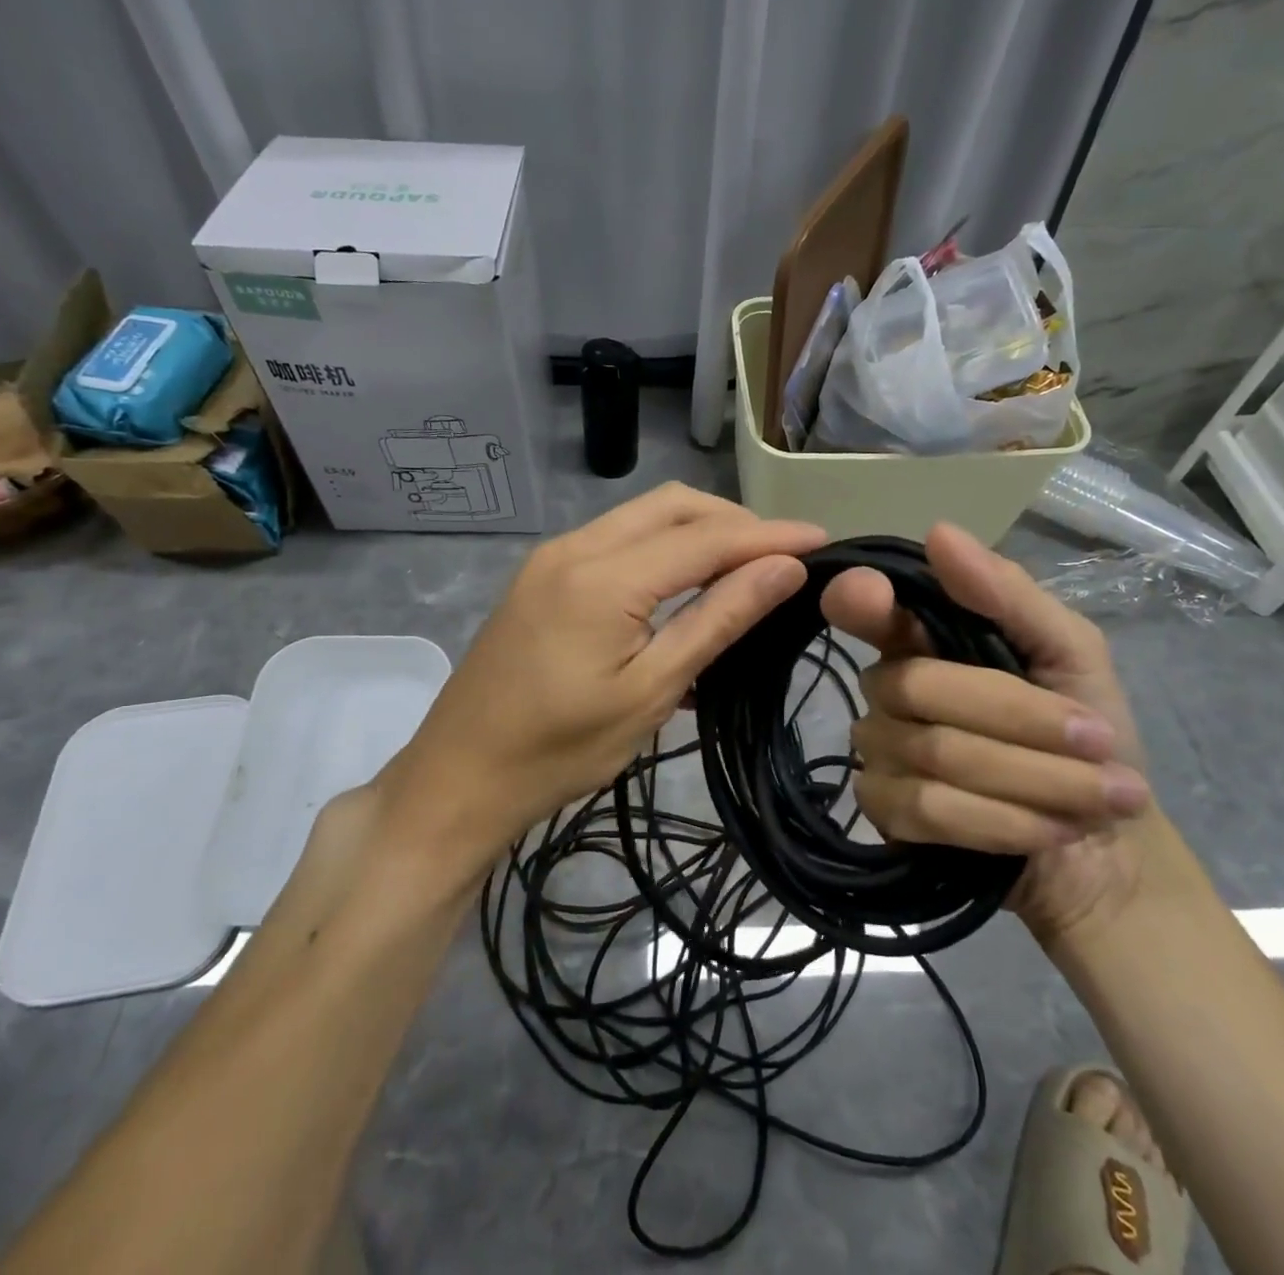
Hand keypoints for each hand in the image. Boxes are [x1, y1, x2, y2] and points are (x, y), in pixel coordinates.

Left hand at [385, 485, 826, 865]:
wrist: (460, 776)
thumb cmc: (560, 750)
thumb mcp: (651, 691)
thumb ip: (718, 620)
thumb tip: (786, 568)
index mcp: (604, 577)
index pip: (706, 537)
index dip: (769, 535)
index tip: (824, 540)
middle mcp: (576, 546)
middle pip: (673, 506)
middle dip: (735, 522)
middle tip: (783, 559)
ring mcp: (553, 556)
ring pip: (643, 515)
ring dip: (700, 530)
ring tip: (746, 568)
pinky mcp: (544, 573)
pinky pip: (618, 538)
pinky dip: (663, 546)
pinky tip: (687, 581)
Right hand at [819, 522, 1156, 947]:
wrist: (1107, 844)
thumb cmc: (1091, 734)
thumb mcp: (1073, 652)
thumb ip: (1008, 595)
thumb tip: (939, 533)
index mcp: (922, 639)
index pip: (861, 608)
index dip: (856, 598)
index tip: (870, 595)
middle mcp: (887, 688)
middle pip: (917, 686)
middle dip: (1022, 719)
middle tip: (1098, 743)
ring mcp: (879, 752)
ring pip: (932, 753)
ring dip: (1032, 777)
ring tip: (1099, 798)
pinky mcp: (884, 812)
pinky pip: (927, 809)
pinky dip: (1003, 822)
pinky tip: (1049, 830)